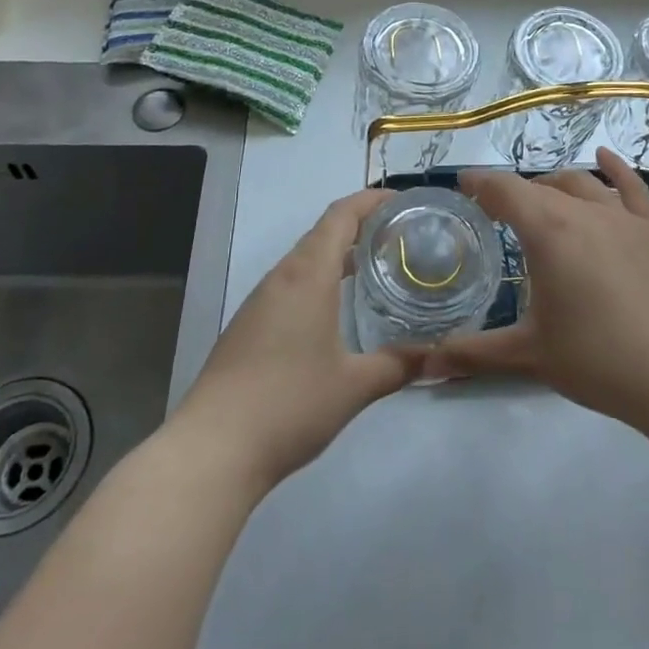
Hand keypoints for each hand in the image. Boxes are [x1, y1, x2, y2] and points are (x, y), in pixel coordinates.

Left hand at [168, 190, 419, 492]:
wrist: (213, 448)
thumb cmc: (289, 404)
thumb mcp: (354, 386)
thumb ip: (398, 365)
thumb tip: (436, 355)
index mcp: (308, 275)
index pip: (341, 216)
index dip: (371, 200)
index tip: (402, 201)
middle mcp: (282, 277)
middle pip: (322, 232)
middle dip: (360, 225)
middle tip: (400, 235)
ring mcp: (260, 301)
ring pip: (304, 259)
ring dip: (338, 253)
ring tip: (375, 266)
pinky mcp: (248, 325)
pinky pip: (290, 284)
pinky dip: (319, 278)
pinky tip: (335, 308)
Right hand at [421, 148, 648, 433]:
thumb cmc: (600, 361)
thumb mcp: (530, 355)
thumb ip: (473, 353)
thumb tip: (422, 365)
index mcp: (548, 231)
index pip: (504, 190)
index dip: (480, 184)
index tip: (462, 187)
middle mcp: (584, 211)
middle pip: (540, 186)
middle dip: (513, 193)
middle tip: (495, 213)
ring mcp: (623, 218)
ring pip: (581, 184)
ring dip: (553, 185)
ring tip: (540, 199)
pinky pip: (631, 188)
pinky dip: (614, 169)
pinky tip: (605, 158)